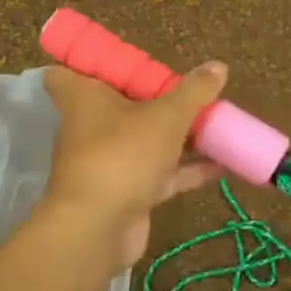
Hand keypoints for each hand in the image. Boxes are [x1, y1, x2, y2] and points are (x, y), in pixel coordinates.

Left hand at [42, 61, 227, 267]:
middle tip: (187, 90)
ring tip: (216, 123)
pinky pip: (161, 173)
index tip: (123, 61)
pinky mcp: (127, 192)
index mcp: (84, 97)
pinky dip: (188, 169)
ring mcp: (109, 161)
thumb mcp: (166, 116)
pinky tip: (223, 164)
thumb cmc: (122, 155)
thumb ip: (194, 92)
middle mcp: (91, 126)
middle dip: (154, 98)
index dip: (90, 63)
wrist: (98, 229)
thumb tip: (218, 65)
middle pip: (119, 104)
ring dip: (177, 135)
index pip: (67, 71)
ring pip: (145, 140)